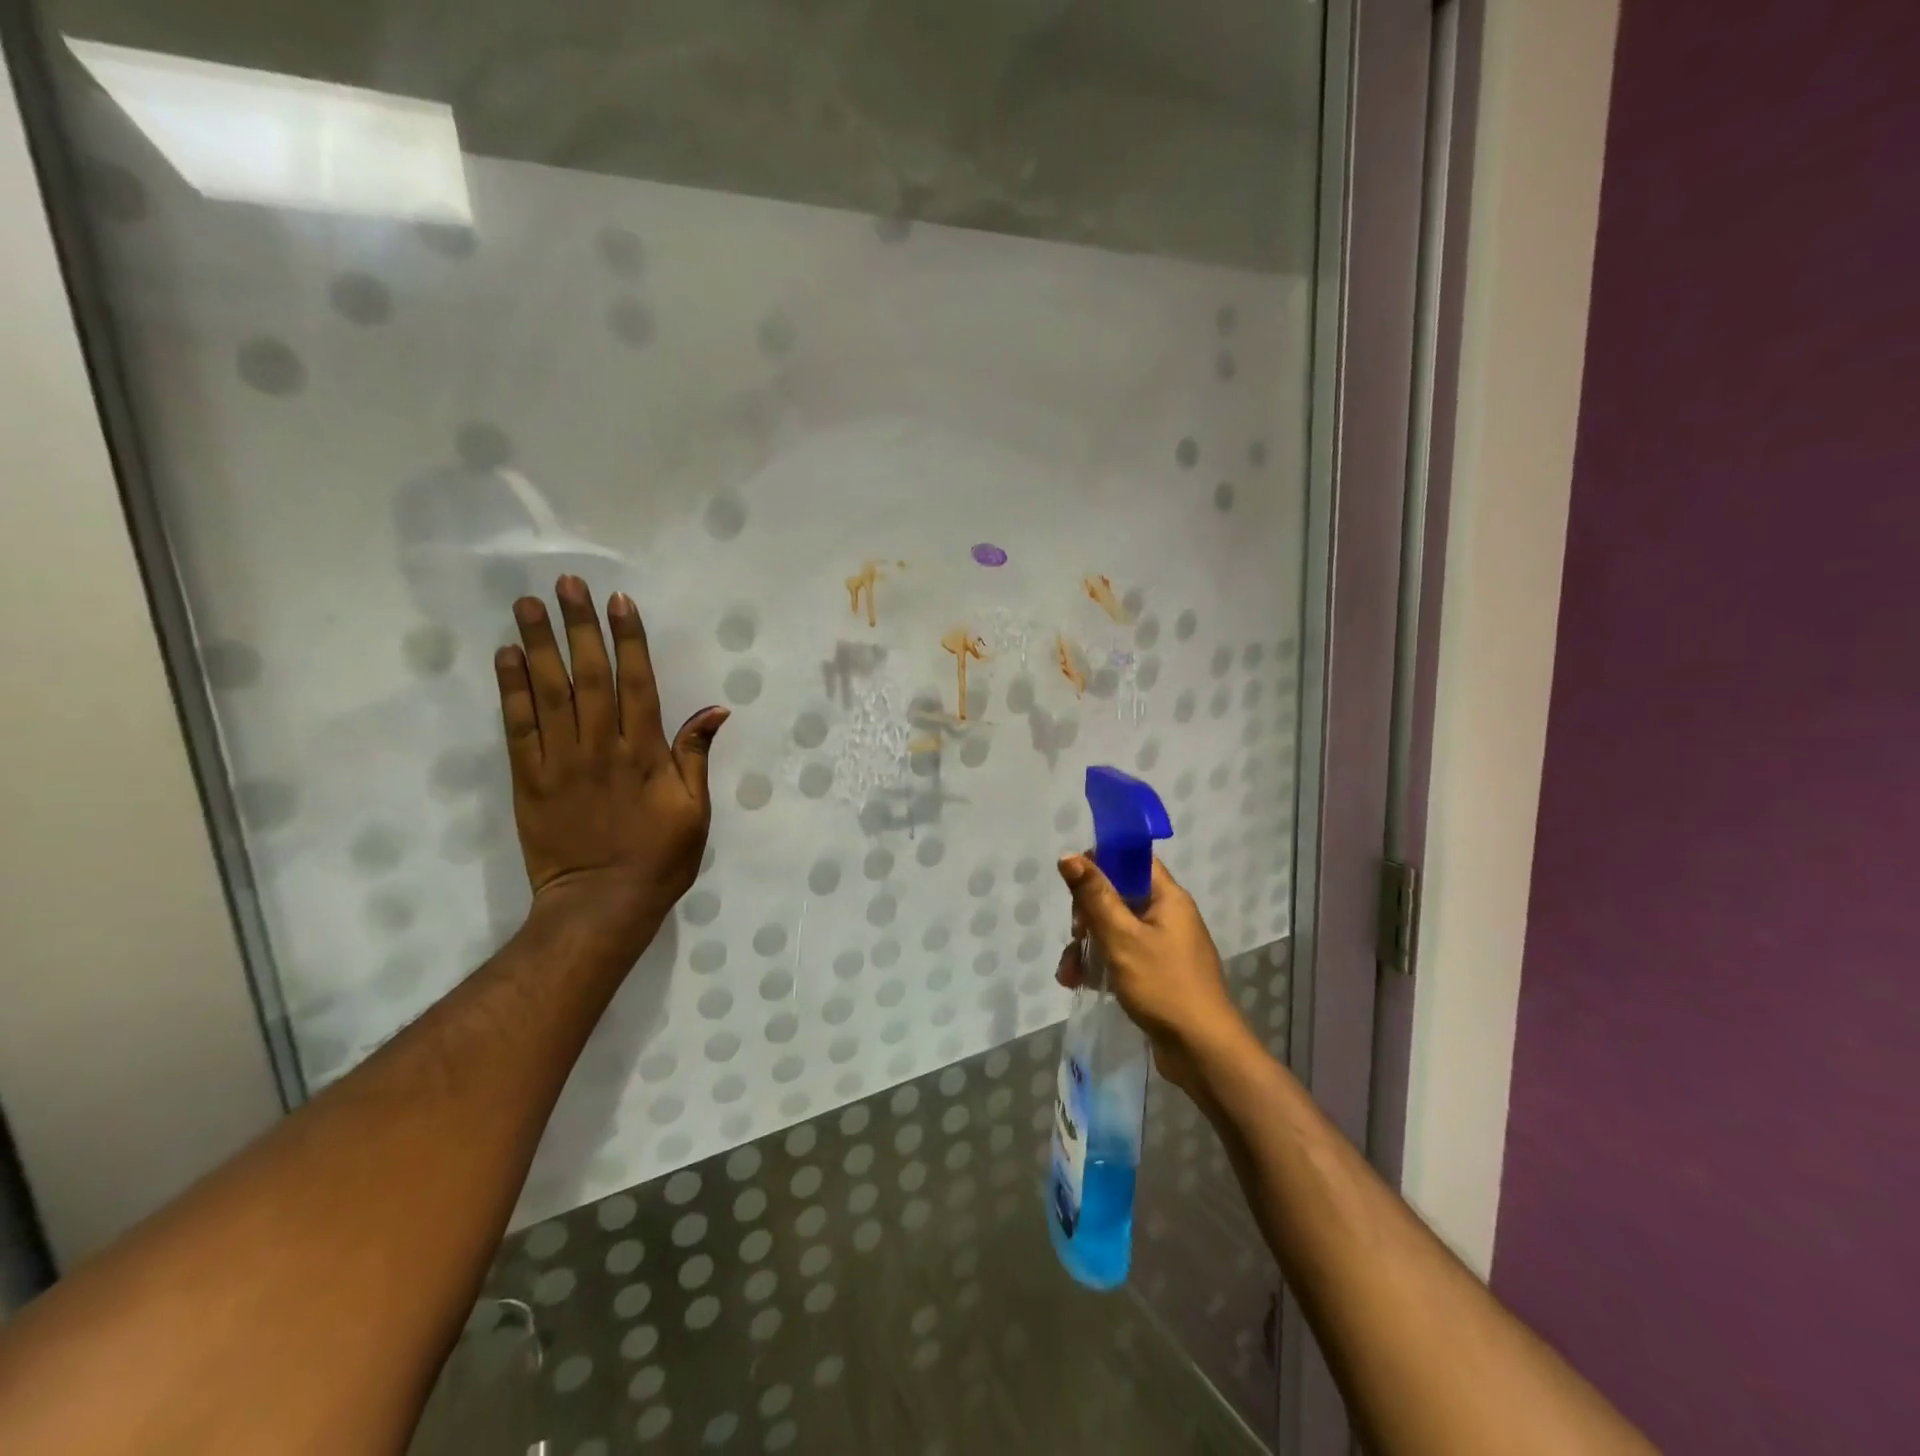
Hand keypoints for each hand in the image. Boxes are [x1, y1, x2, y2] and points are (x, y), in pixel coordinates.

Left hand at [495, 575, 727, 957]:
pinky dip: (511, 690)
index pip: (636, 684)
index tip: (618, 602)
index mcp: (644, 755)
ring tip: (527, 604)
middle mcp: (600, 748)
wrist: (600, 905)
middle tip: (566, 584)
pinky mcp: (527, 780)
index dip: (628, 641)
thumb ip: (695, 757)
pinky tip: (506, 657)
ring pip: (549, 692)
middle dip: (579, 627)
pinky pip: (517, 728)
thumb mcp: (696, 811)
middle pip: (589, 676)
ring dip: (538, 645)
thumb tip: (714, 709)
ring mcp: (559, 762)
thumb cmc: (660, 858)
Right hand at [1055, 855, 1250, 1095]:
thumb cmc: (1164, 985)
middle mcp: (1169, 916)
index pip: (1133, 859)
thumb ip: (1094, 896)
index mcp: (1168, 898)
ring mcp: (1164, 947)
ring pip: (1115, 929)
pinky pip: (1122, 956)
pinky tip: (1078, 982)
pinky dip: (1100, 964)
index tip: (1074, 881)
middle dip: (1088, 913)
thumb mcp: (1122, 938)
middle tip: (1076, 934)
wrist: (1204, 1052)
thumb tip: (1069, 856)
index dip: (1102, 861)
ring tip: (1069, 971)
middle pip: (1119, 895)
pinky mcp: (1157, 974)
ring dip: (1088, 945)